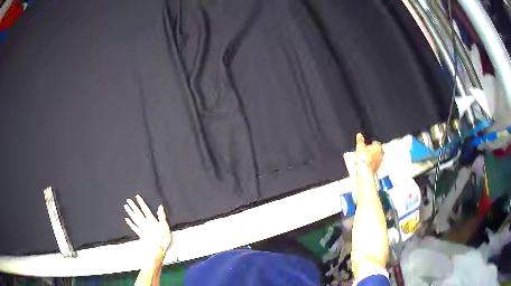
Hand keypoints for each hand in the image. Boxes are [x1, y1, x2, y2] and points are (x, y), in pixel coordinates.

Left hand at [124, 195, 171, 259]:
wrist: (157, 250)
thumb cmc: (163, 240)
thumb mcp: (165, 227)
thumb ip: (162, 216)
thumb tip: (160, 207)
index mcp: (152, 221)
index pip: (145, 209)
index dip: (141, 203)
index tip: (137, 196)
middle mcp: (145, 224)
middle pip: (138, 213)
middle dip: (133, 206)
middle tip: (128, 200)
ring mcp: (142, 229)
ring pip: (135, 219)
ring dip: (130, 212)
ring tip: (126, 206)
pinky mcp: (141, 234)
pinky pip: (134, 227)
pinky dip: (130, 223)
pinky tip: (127, 219)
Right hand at [355, 133, 382, 173]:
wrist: (365, 172)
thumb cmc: (364, 159)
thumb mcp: (359, 147)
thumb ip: (360, 140)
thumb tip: (359, 135)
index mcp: (378, 146)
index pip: (375, 142)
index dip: (369, 143)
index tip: (365, 145)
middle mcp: (381, 153)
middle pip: (376, 150)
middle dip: (371, 151)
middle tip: (364, 152)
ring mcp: (379, 162)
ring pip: (375, 157)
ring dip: (371, 158)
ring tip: (363, 159)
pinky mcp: (377, 168)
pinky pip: (373, 164)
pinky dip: (370, 164)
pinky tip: (364, 165)